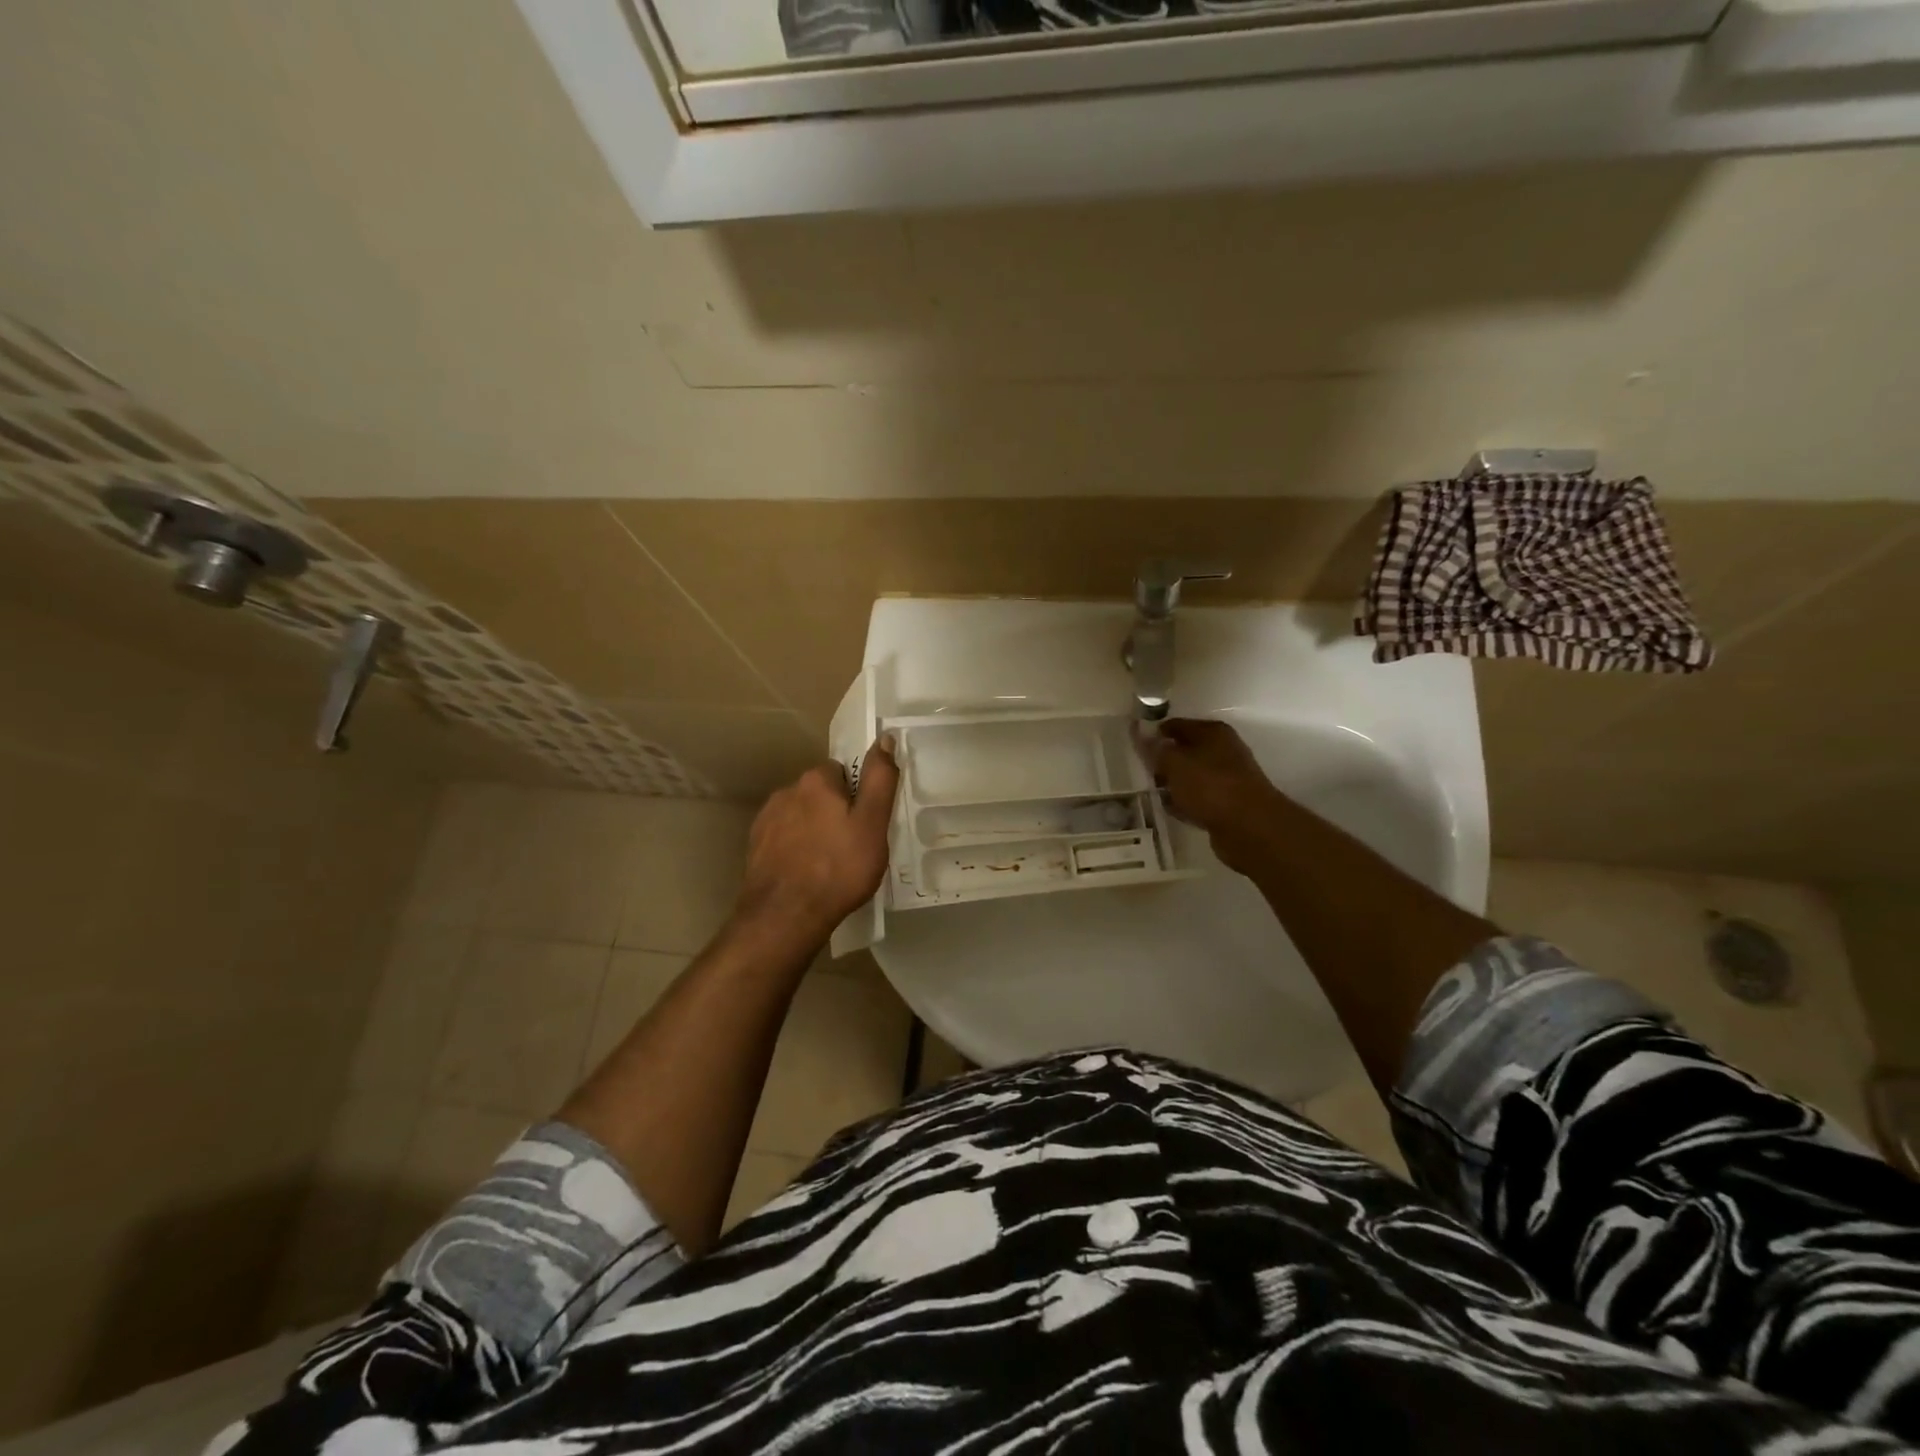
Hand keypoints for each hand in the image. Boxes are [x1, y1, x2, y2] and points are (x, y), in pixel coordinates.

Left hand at [735, 738, 900, 946]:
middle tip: (853, 845)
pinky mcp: (755, 847)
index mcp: (815, 781)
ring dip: (814, 830)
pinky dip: (796, 849)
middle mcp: (786, 791)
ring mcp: (766, 820)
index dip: (857, 795)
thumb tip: (884, 738)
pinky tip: (807, 874)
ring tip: (830, 864)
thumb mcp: (872, 824)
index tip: (866, 822)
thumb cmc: (838, 869)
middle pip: (820, 793)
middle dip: (835, 812)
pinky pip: (784, 838)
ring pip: (801, 816)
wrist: (784, 917)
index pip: (842, 772)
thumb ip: (879, 779)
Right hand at [1144, 718, 1284, 873]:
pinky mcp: (1227, 803)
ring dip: (1172, 784)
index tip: (1133, 747)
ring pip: (1190, 776)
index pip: (1175, 725)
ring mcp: (1227, 778)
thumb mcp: (1174, 763)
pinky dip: (1185, 802)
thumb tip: (1138, 731)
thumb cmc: (1210, 786)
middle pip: (1184, 751)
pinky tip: (1170, 809)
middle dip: (1162, 761)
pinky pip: (1198, 798)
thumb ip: (1154, 749)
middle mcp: (1223, 750)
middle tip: (1139, 772)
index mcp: (1212, 733)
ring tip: (1150, 792)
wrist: (1249, 828)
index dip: (1153, 734)